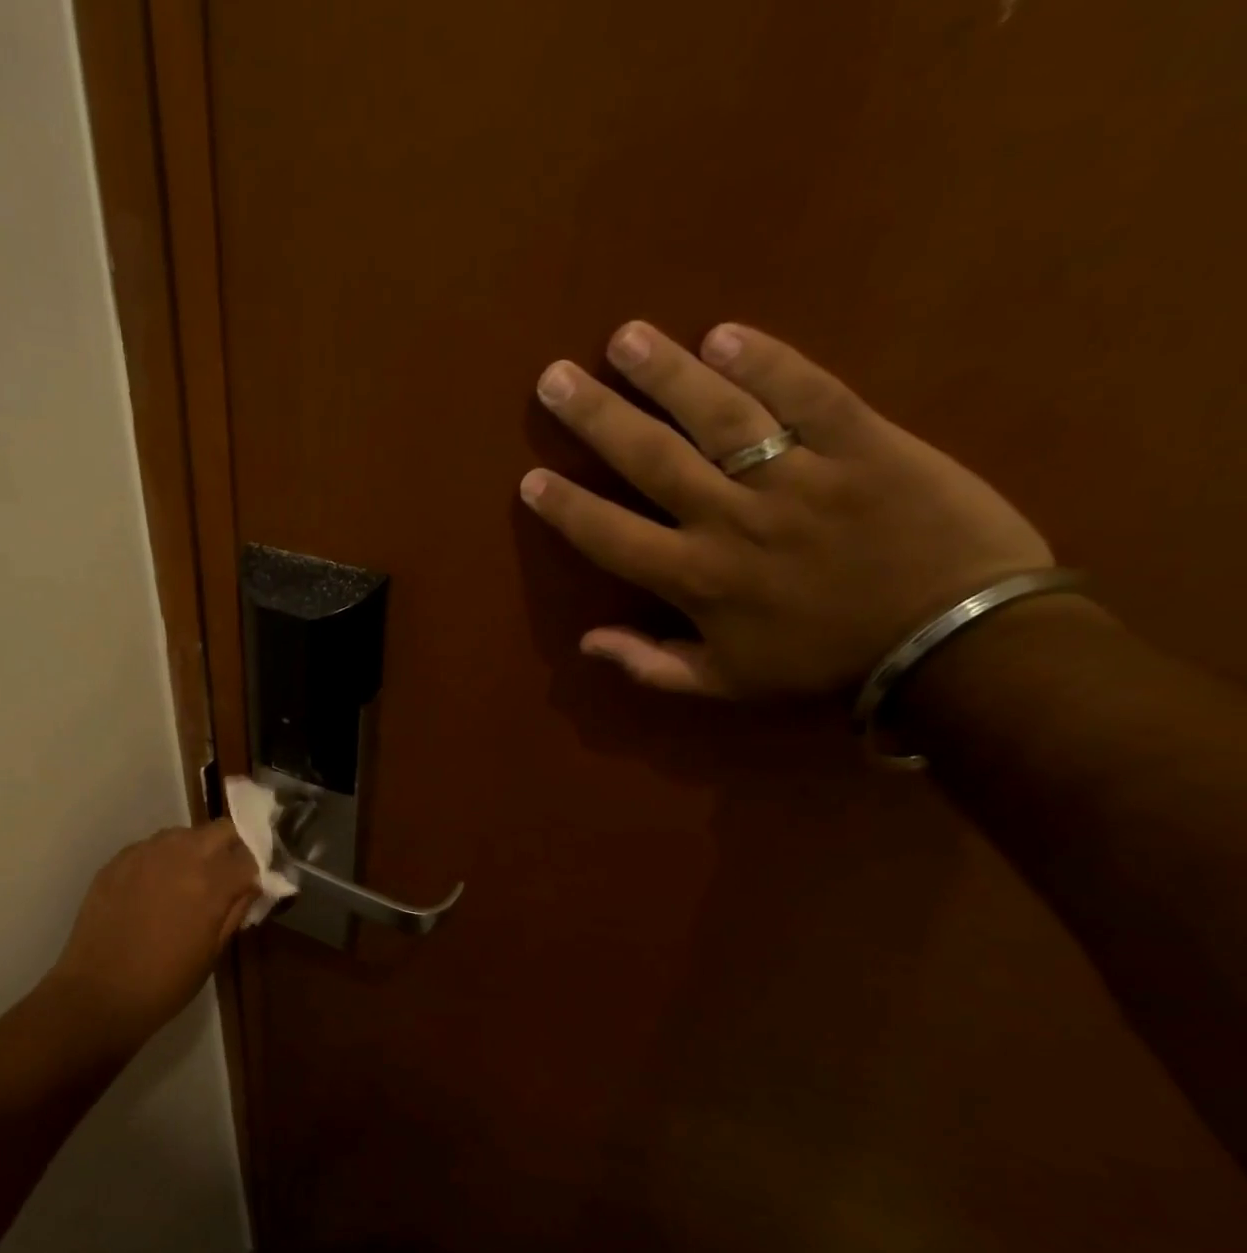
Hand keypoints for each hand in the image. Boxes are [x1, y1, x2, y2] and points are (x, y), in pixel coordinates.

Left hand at [45, 821, 258, 1043]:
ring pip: (184, 833)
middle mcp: (181, 855)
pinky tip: (153, 887)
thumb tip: (252, 886)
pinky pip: (151, 846)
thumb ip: (236, 910)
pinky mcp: (118, 859)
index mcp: (211, 882)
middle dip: (231, 847)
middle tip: (225, 875)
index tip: (252, 885)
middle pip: (221, 830)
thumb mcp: (213, 951)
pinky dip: (162, 859)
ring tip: (186, 880)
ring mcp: (146, 853)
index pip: (250, 858)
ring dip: (195, 849)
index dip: (256, 871)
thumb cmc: (165, 983)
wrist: (98, 993)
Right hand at [520, 321, 1052, 697]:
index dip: (567, 507)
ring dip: (667, 374)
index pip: (611, 536)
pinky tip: (723, 334)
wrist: (957, 643)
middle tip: (554, 378)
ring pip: (719, 417)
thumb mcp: (728, 684)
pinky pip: (809, 394)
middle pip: (651, 460)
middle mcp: (733, 521)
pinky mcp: (865, 444)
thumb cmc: (827, 664)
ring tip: (625, 337)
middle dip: (597, 417)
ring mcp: (799, 478)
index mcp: (697, 580)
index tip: (530, 478)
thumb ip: (652, 665)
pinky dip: (767, 362)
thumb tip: (586, 643)